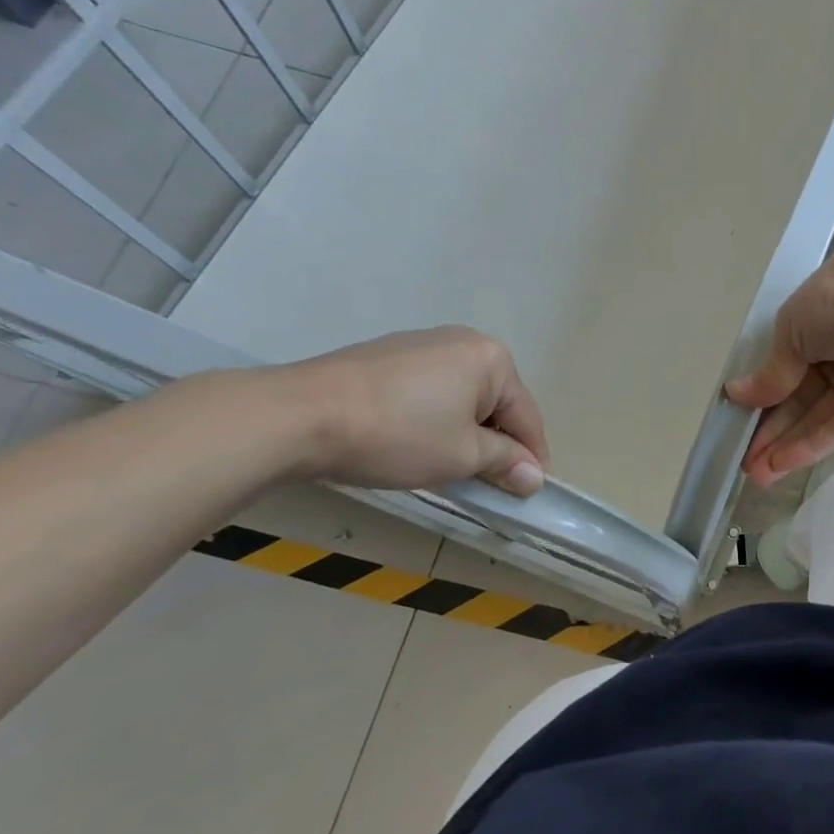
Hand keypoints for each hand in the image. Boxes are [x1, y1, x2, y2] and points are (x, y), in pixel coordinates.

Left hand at [280, 326, 550, 495]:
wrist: (299, 416)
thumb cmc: (398, 435)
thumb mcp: (462, 456)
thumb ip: (506, 462)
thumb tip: (534, 477)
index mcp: (492, 359)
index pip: (527, 416)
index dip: (531, 458)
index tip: (528, 492)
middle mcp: (463, 341)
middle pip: (496, 403)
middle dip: (496, 444)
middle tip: (487, 484)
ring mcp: (421, 344)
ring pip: (462, 398)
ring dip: (464, 433)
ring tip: (448, 468)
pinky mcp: (386, 356)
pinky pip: (430, 391)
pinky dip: (433, 419)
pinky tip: (414, 444)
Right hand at [726, 237, 833, 486]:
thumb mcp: (791, 332)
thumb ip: (771, 372)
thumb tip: (737, 395)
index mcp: (812, 323)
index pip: (780, 367)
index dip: (759, 396)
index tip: (736, 422)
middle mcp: (832, 352)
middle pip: (796, 398)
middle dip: (769, 430)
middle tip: (742, 462)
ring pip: (814, 417)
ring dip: (785, 445)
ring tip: (755, 474)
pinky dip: (811, 445)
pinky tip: (782, 464)